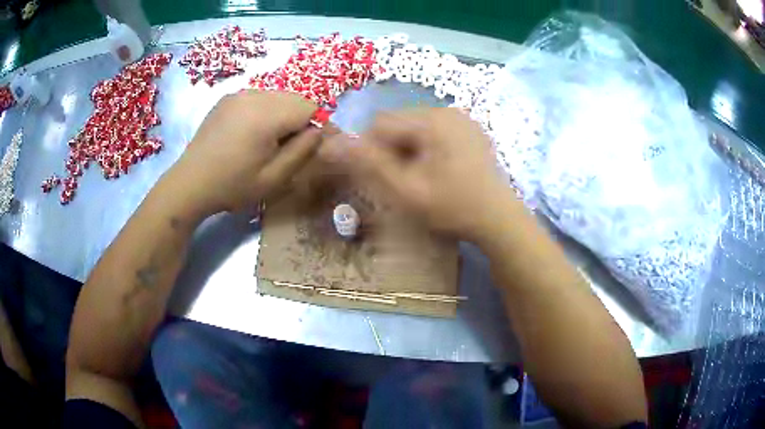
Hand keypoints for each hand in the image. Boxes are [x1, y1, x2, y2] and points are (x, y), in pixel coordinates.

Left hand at [167, 90, 320, 215]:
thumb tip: (321, 130)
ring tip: (271, 139)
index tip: (314, 145)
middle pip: (295, 98)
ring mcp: (239, 94)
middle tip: (292, 145)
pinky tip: (253, 131)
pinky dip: (266, 110)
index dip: (319, 125)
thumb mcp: (274, 177)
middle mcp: (254, 96)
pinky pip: (259, 97)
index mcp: (267, 115)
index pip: (310, 107)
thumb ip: (303, 151)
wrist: (190, 183)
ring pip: (277, 96)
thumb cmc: (233, 185)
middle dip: (301, 118)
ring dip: (284, 113)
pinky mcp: (228, 99)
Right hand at [320, 108, 516, 240]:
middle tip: (404, 179)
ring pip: (415, 126)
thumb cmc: (452, 207)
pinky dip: (426, 146)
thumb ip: (367, 163)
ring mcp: (462, 118)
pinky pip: (434, 130)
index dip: (372, 150)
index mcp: (432, 120)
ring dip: (408, 148)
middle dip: (392, 148)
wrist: (499, 220)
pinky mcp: (470, 128)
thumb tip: (329, 144)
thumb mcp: (405, 189)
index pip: (380, 123)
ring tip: (422, 176)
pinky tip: (438, 169)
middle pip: (398, 122)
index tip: (383, 178)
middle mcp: (447, 110)